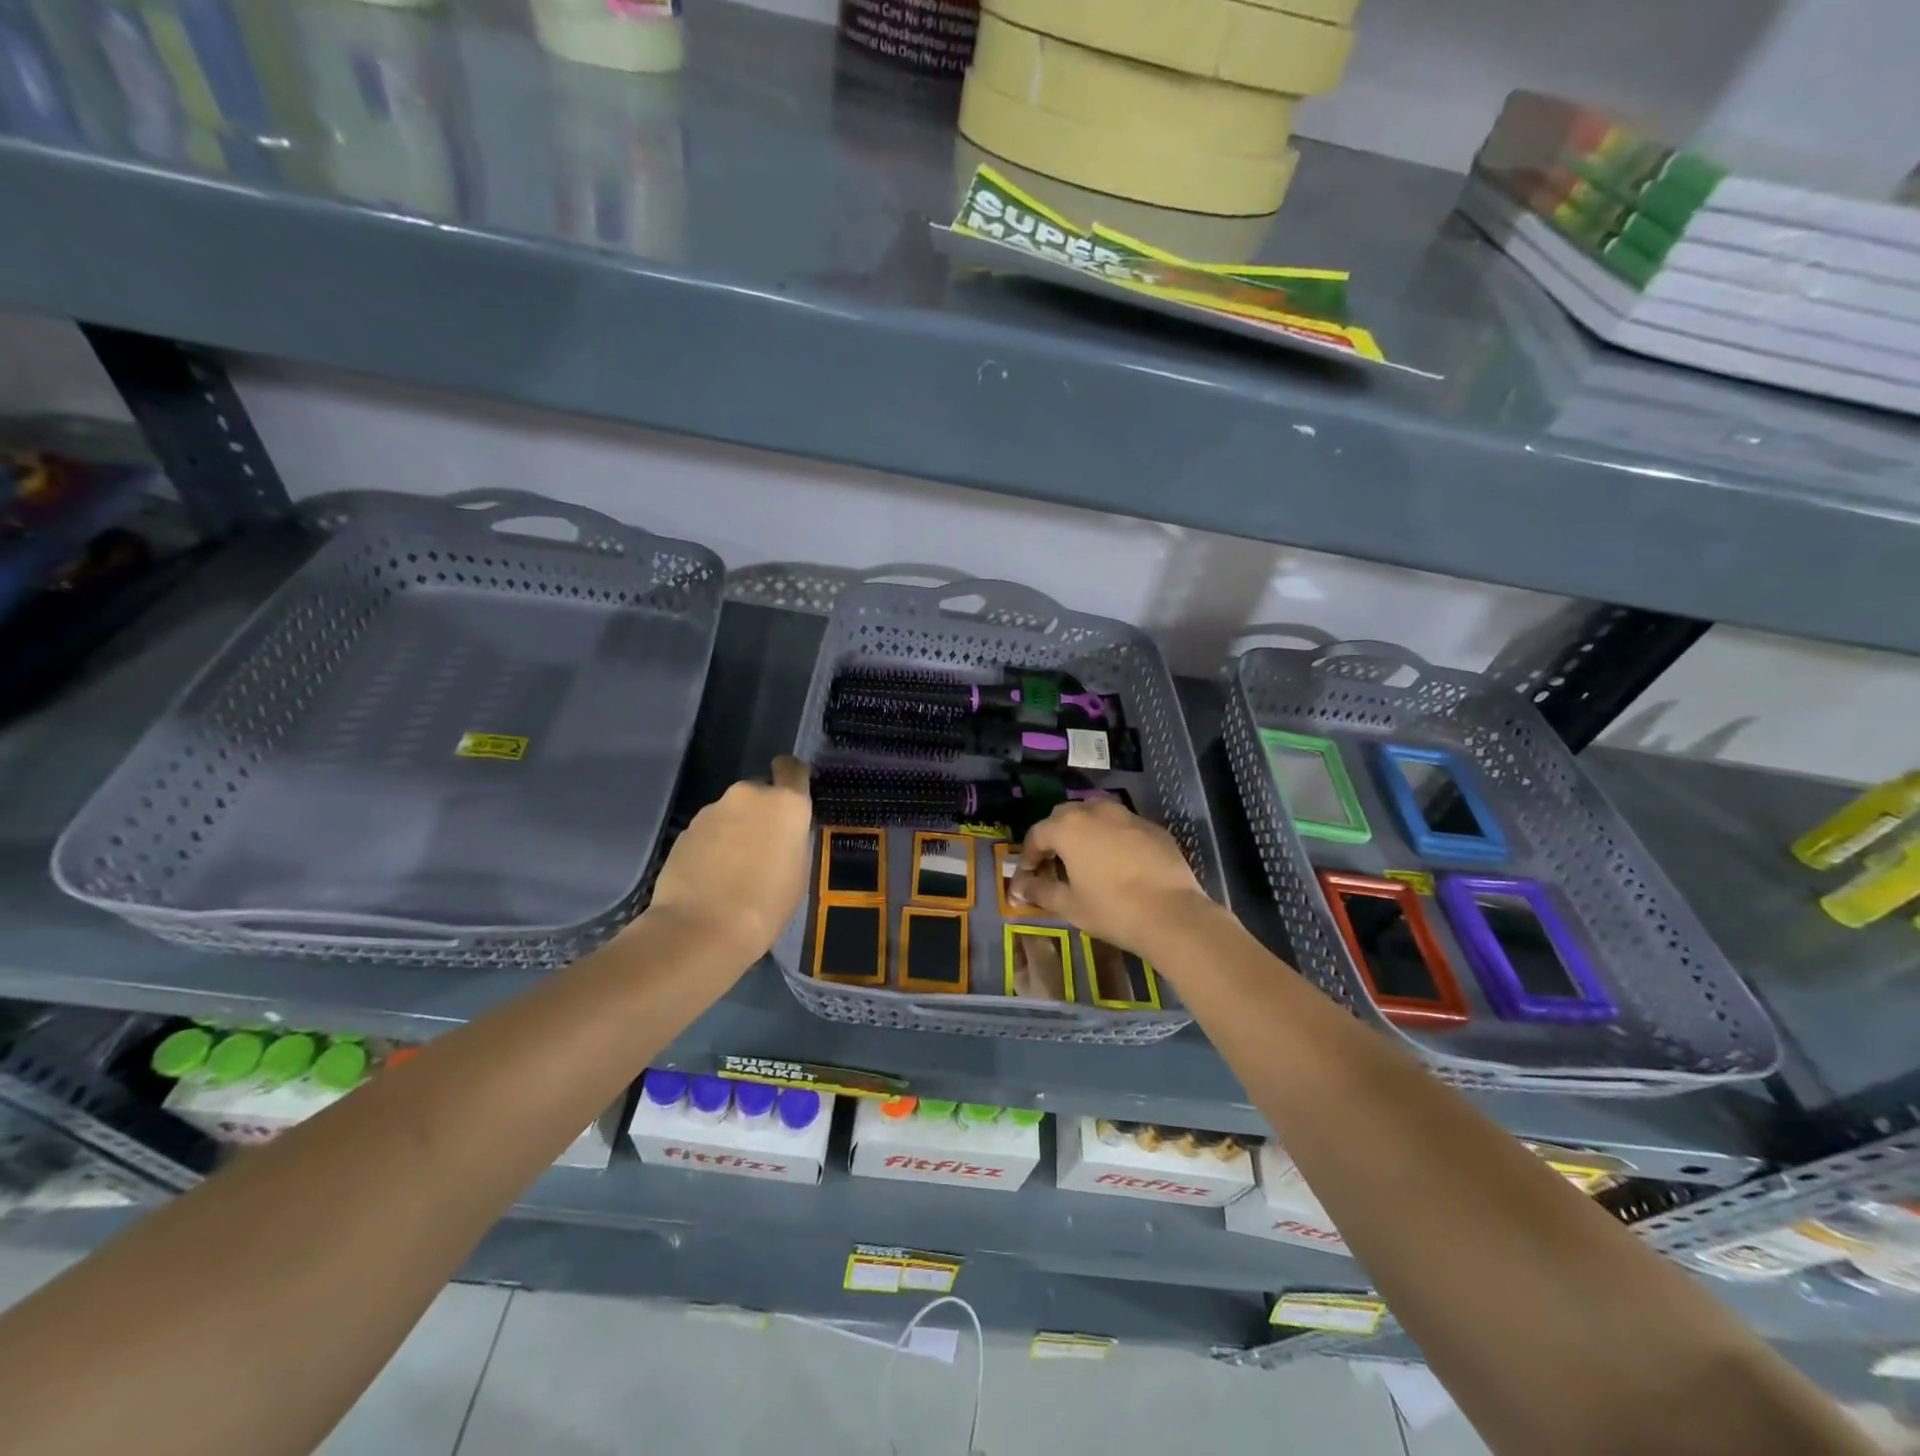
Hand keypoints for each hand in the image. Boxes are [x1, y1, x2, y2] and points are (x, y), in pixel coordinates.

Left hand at [642, 757, 812, 971]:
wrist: (701, 929)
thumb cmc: (765, 905)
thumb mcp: (798, 873)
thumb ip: (791, 841)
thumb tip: (779, 835)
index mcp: (786, 803)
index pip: (792, 769)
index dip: (791, 778)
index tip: (791, 798)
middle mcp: (749, 795)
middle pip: (759, 794)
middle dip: (760, 814)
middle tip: (762, 848)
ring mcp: (712, 810)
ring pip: (731, 812)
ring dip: (734, 830)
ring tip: (732, 869)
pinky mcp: (685, 830)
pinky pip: (708, 831)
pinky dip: (711, 846)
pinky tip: (710, 877)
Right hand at [1009, 799, 1219, 964]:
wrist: (1172, 913)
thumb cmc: (1112, 909)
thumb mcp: (1069, 905)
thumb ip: (1040, 891)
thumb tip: (1019, 888)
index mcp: (1068, 827)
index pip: (1037, 834)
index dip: (1028, 855)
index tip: (1027, 876)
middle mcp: (1095, 811)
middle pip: (1065, 816)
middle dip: (1055, 836)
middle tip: (1054, 863)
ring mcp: (1127, 816)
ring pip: (1096, 814)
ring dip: (1085, 830)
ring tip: (1086, 857)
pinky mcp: (1153, 827)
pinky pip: (1123, 825)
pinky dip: (1113, 837)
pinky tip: (1118, 862)